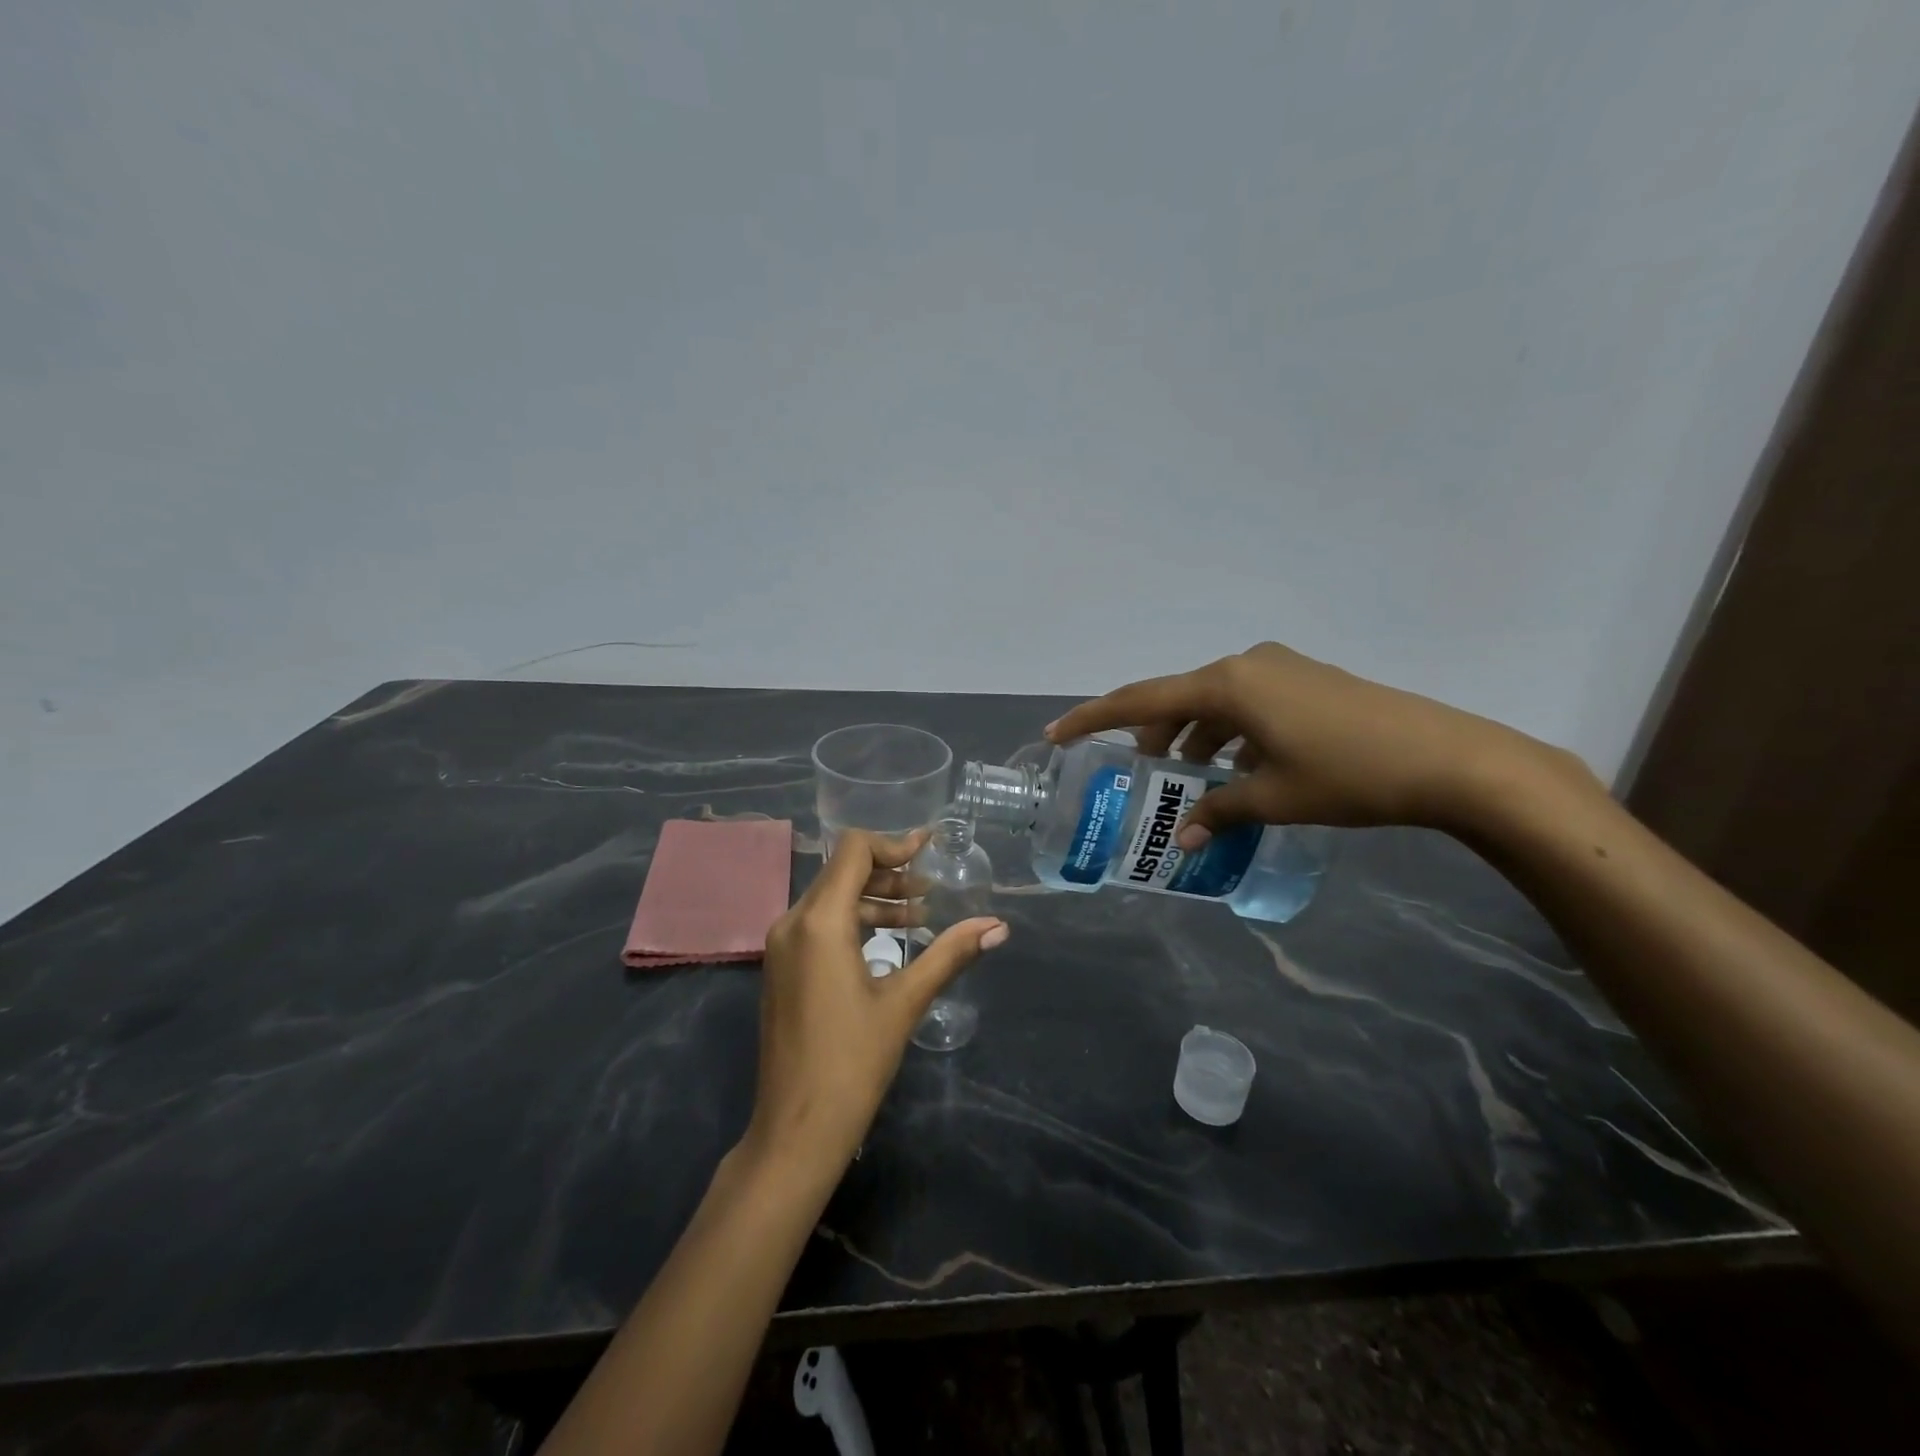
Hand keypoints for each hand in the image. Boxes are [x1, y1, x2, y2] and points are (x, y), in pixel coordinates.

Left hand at [742, 830, 1007, 1173]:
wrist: (796, 1129)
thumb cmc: (853, 1062)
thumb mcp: (906, 1001)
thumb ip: (951, 954)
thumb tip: (998, 926)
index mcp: (819, 921)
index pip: (854, 851)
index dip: (894, 844)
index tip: (929, 850)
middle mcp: (792, 922)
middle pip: (842, 872)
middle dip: (889, 874)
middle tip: (931, 890)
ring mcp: (781, 947)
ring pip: (830, 899)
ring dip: (874, 899)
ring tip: (919, 917)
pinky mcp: (781, 969)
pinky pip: (818, 925)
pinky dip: (854, 921)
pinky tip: (887, 945)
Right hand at [1046, 641, 1595, 841]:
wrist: (1450, 758)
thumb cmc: (1349, 775)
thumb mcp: (1274, 798)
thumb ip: (1219, 812)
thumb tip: (1183, 839)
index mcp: (1227, 684)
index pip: (1142, 700)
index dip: (1095, 718)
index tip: (1057, 735)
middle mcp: (1246, 665)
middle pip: (1179, 700)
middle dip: (1154, 738)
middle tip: (1142, 777)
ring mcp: (1280, 668)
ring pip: (1215, 704)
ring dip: (1196, 740)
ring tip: (1193, 783)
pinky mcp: (1308, 681)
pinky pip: (1247, 705)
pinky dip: (1231, 735)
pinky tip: (1241, 772)